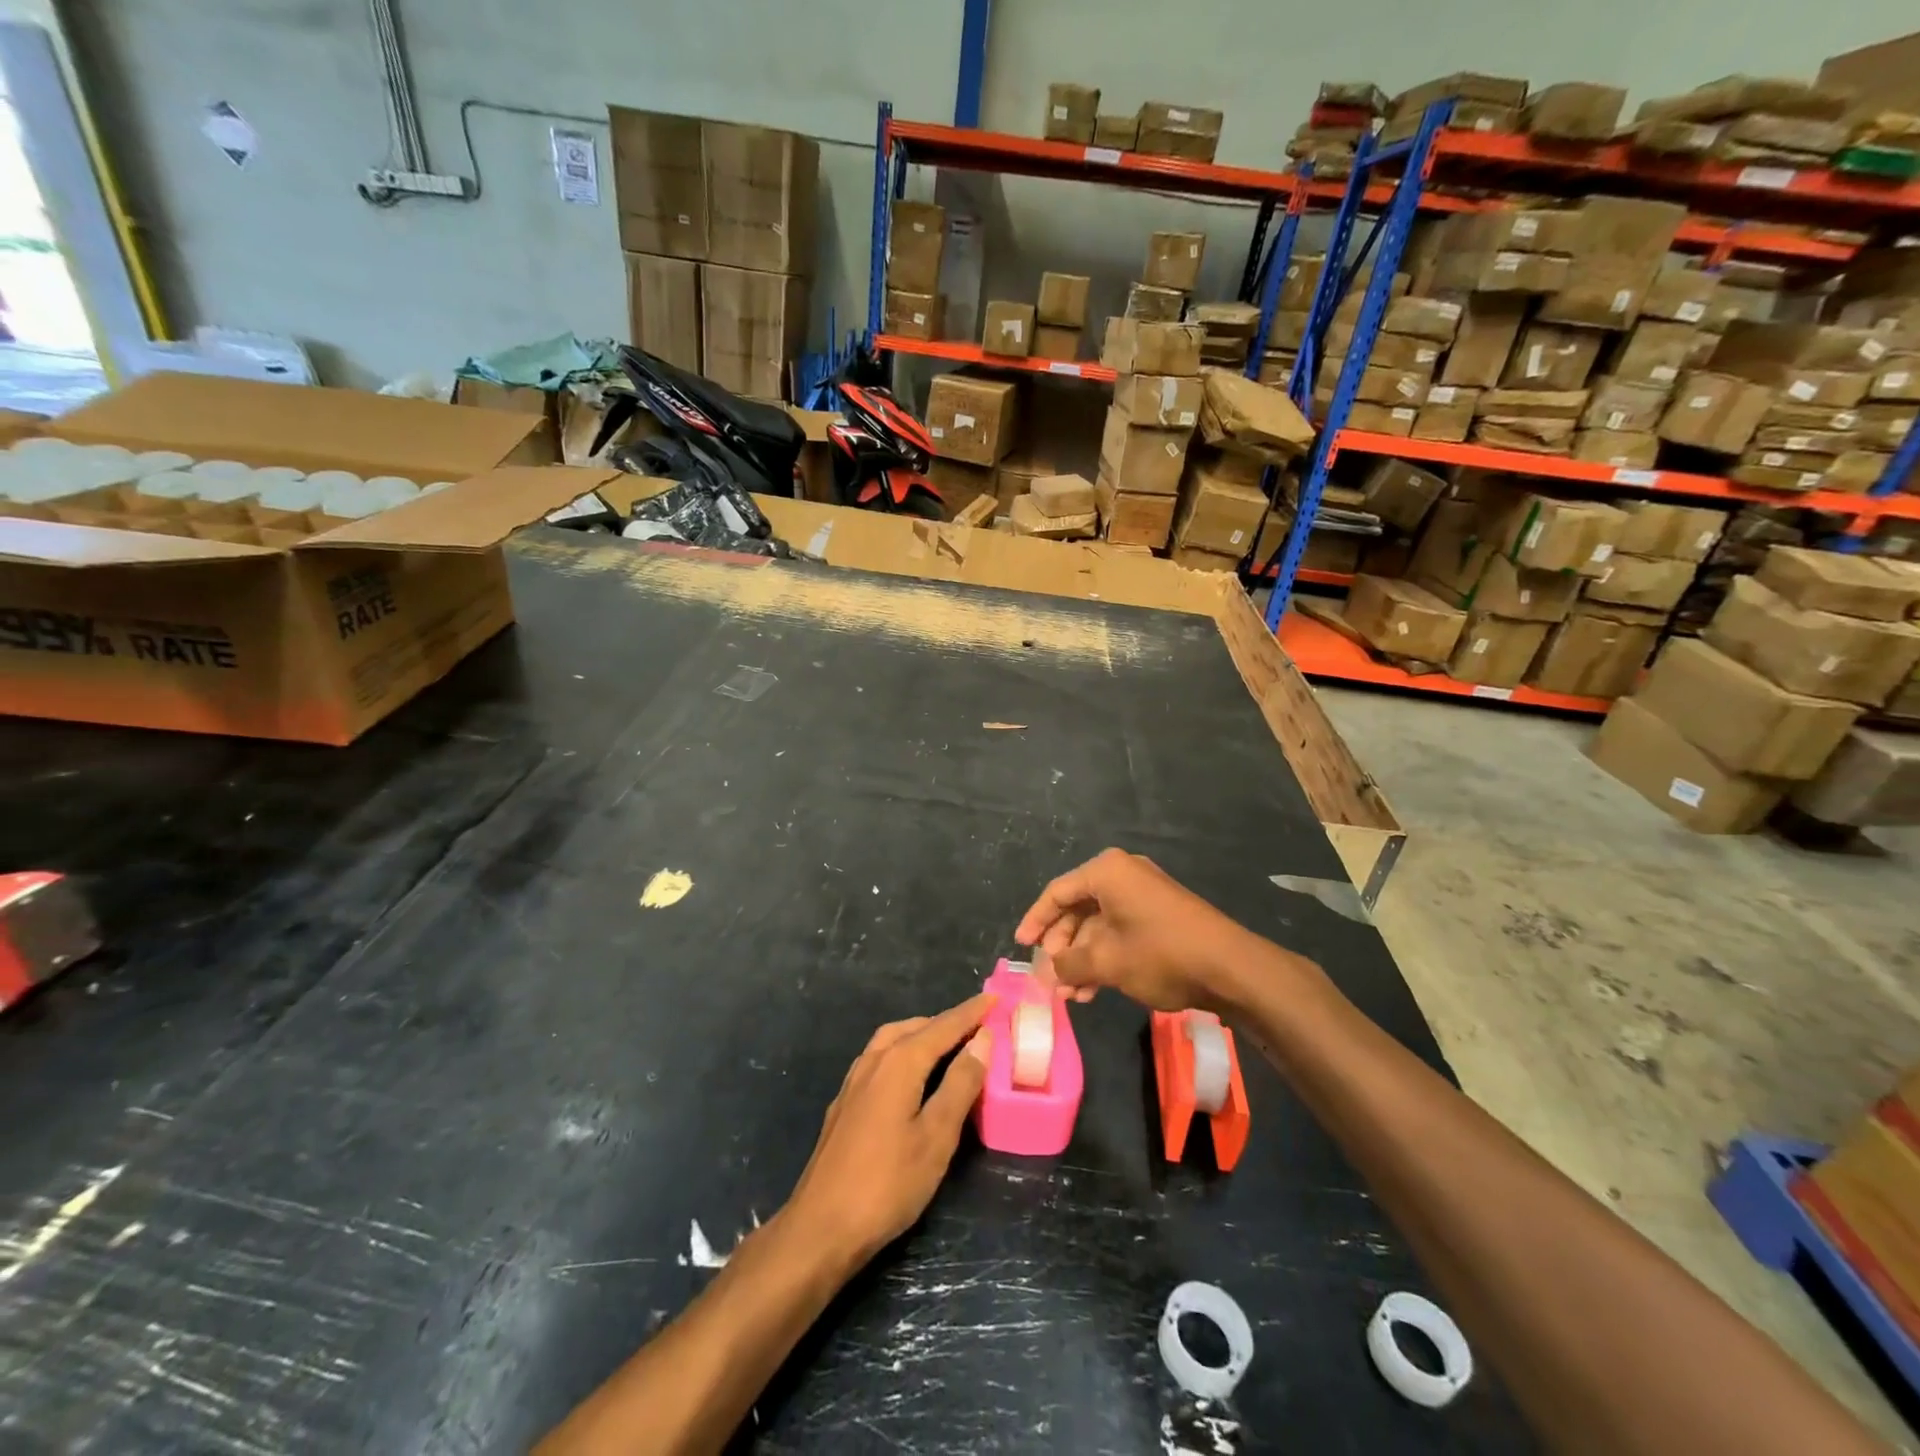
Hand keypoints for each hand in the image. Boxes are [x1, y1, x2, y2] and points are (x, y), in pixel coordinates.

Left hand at [785, 994, 992, 1267]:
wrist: (820, 1227)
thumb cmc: (887, 1184)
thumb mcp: (936, 1137)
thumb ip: (960, 1084)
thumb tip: (982, 1039)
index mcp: (899, 1062)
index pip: (943, 1026)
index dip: (971, 1012)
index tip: (995, 997)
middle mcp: (874, 1060)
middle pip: (915, 1028)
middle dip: (947, 1022)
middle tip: (977, 1026)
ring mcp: (854, 1081)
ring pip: (892, 1040)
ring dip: (922, 1034)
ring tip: (948, 1044)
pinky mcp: (845, 1102)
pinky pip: (880, 1058)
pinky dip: (903, 1052)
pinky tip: (910, 1075)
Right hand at [1014, 848, 1265, 1012]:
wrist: (1230, 967)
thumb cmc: (1161, 954)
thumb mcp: (1107, 962)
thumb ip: (1069, 965)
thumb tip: (1048, 972)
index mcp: (1106, 872)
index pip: (1057, 893)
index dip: (1035, 922)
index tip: (1021, 947)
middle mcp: (1123, 875)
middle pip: (1077, 909)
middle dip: (1061, 948)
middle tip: (1051, 979)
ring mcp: (1144, 894)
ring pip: (1098, 925)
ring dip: (1081, 959)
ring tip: (1071, 995)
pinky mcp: (1160, 915)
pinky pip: (1119, 931)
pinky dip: (1104, 957)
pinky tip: (1094, 990)